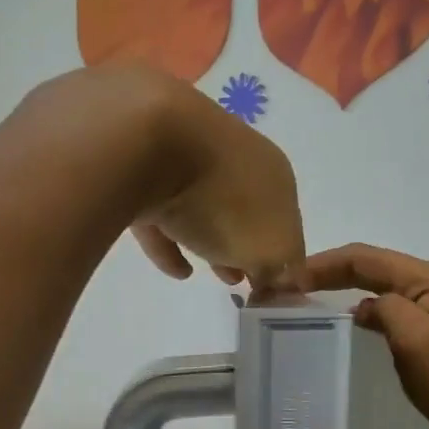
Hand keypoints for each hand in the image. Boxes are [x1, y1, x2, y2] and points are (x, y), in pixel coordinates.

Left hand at [128, 73, 303, 289]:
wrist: (145, 144)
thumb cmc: (222, 199)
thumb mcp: (269, 247)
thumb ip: (281, 268)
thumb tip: (276, 278)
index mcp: (273, 171)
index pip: (287, 218)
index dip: (283, 253)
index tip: (273, 284)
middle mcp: (235, 156)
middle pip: (246, 209)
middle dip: (248, 244)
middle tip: (244, 279)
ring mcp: (186, 158)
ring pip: (205, 207)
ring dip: (213, 240)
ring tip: (212, 276)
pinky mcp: (141, 170)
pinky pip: (162, 214)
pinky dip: (171, 243)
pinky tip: (177, 271)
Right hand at [295, 244, 428, 428]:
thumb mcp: (416, 343)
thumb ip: (386, 312)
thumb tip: (364, 307)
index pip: (366, 258)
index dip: (323, 264)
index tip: (285, 279)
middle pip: (378, 267)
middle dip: (334, 273)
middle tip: (292, 288)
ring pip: (391, 287)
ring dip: (353, 290)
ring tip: (316, 302)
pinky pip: (405, 309)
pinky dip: (375, 310)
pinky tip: (361, 326)